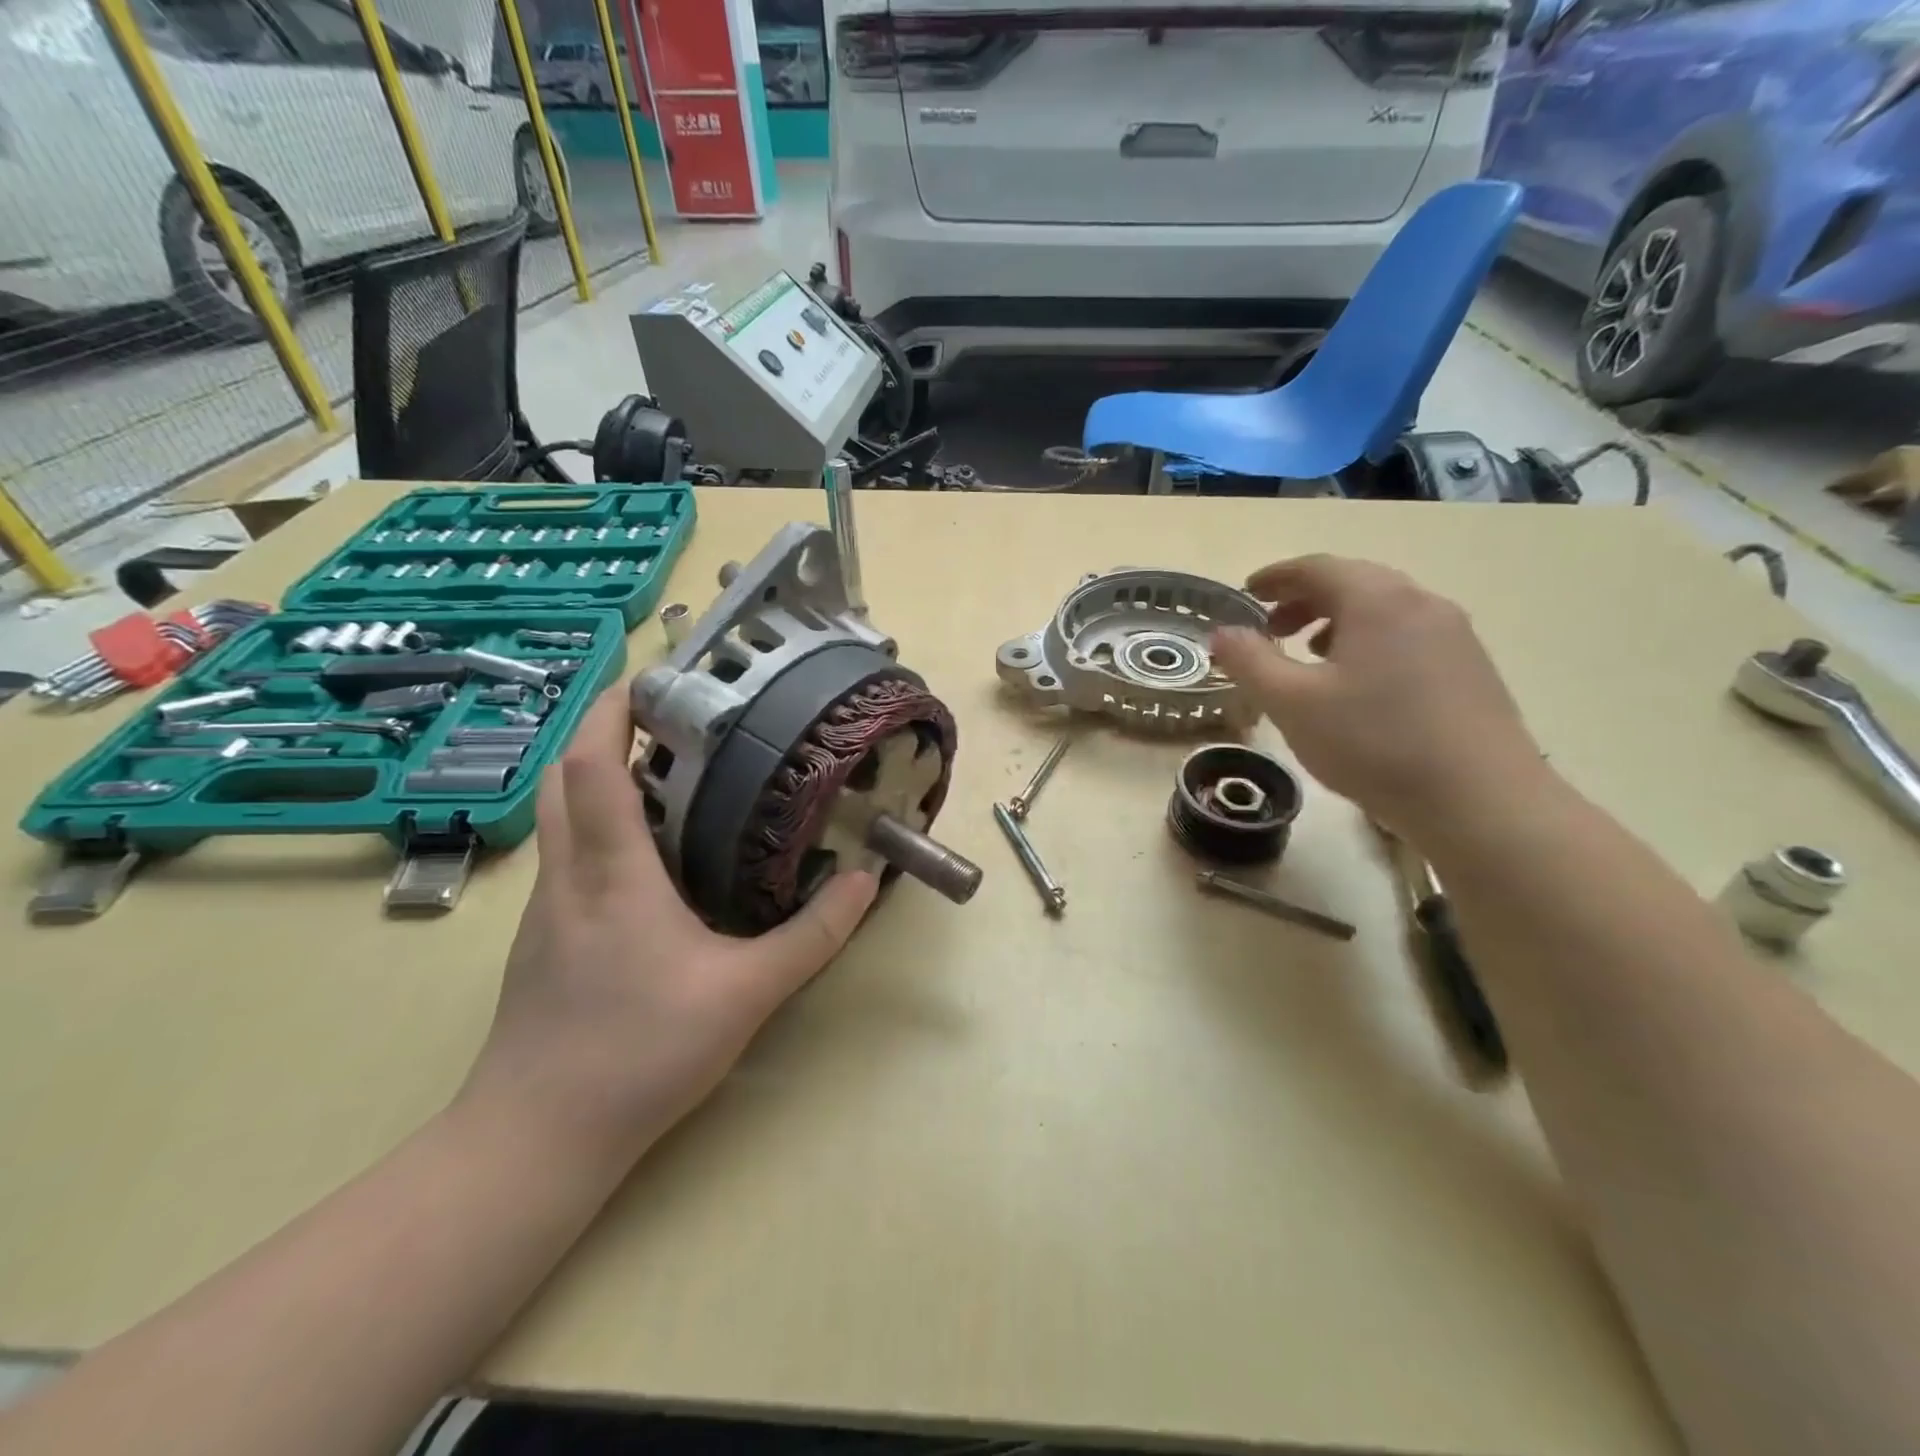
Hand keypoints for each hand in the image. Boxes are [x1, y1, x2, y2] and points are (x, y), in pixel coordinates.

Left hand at [461, 689, 876, 1161]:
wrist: (535, 1139)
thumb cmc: (638, 1053)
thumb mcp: (746, 994)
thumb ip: (811, 936)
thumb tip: (862, 881)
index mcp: (611, 871)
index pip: (592, 764)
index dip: (612, 709)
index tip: (652, 678)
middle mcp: (568, 875)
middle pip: (564, 776)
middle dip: (603, 731)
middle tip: (668, 720)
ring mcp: (548, 908)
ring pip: (561, 816)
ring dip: (601, 778)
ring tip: (667, 776)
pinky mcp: (545, 939)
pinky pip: (568, 856)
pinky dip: (600, 827)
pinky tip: (648, 858)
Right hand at [1210, 555, 1550, 837]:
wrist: (1481, 801)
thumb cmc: (1374, 743)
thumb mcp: (1292, 703)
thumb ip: (1250, 662)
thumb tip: (1222, 633)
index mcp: (1377, 600)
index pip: (1317, 567)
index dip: (1276, 576)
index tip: (1246, 591)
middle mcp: (1421, 604)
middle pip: (1353, 583)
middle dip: (1304, 600)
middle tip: (1271, 628)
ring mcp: (1454, 636)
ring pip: (1383, 611)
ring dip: (1336, 622)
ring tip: (1309, 656)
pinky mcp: (1470, 669)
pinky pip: (1406, 636)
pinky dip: (1368, 642)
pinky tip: (1357, 685)